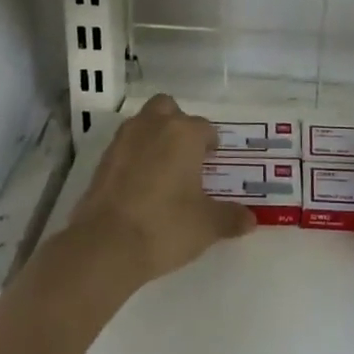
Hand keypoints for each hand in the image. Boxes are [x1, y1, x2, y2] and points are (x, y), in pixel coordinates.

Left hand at [66, 94, 253, 283]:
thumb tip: (251, 219)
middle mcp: (155, 125)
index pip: (205, 128)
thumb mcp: (206, 226)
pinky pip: (126, 144)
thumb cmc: (165, 226)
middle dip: (178, 124)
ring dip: (154, 135)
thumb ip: (230, 218)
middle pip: (169, 108)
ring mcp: (125, 138)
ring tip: (162, 168)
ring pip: (144, 122)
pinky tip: (139, 182)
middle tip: (185, 155)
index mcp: (185, 133)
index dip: (211, 145)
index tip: (212, 163)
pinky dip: (134, 154)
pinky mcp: (103, 157)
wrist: (106, 245)